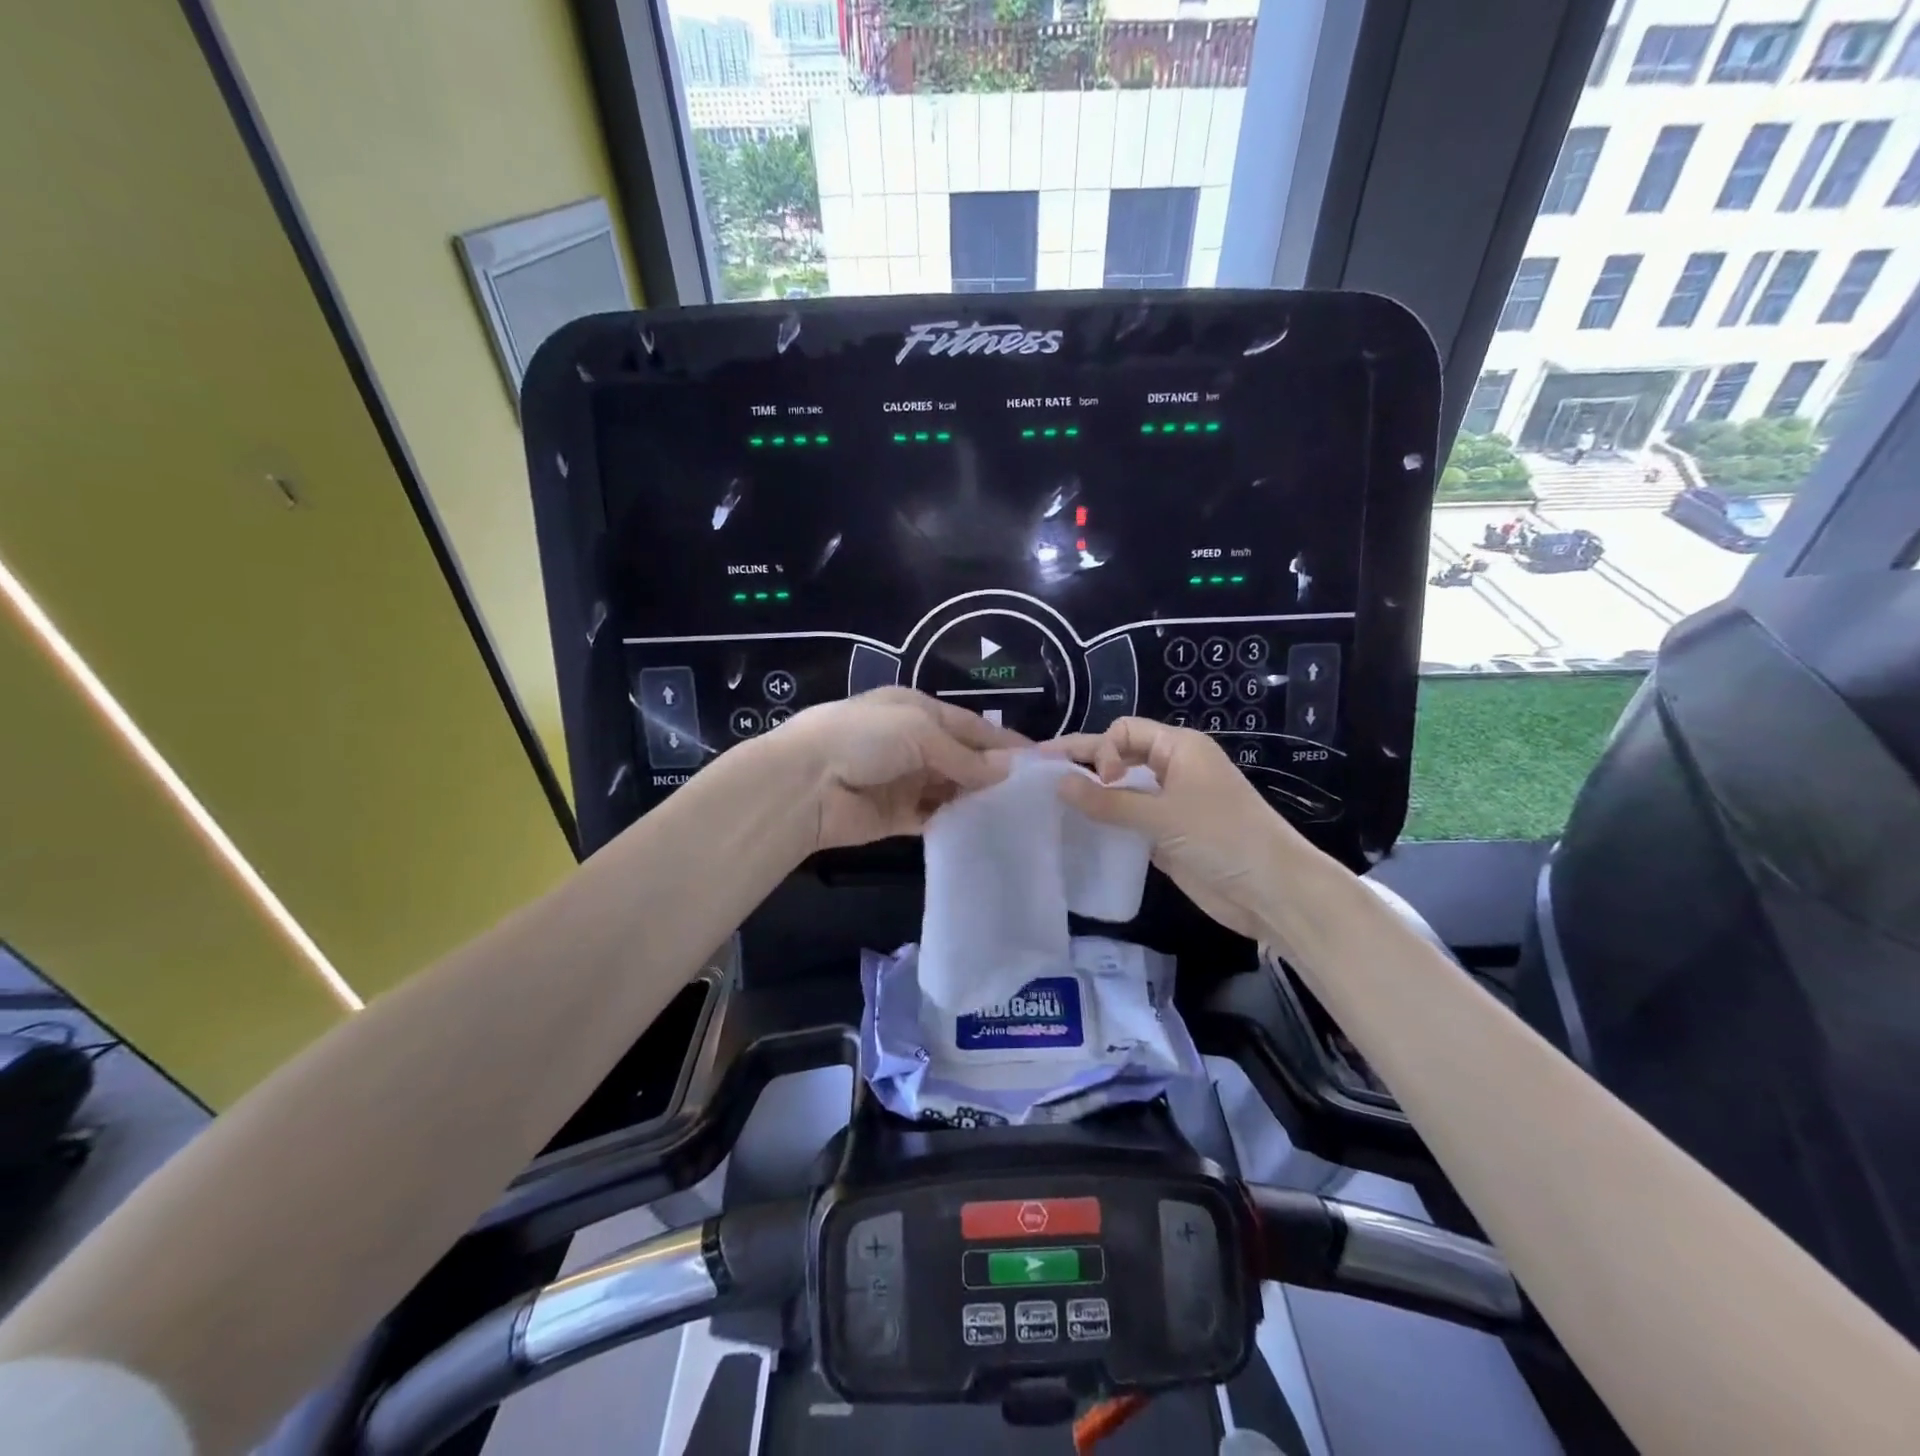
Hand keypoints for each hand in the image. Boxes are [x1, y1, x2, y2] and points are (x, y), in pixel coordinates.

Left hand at [760, 688, 1026, 850]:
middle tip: (1035, 795)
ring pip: (951, 790)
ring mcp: (904, 781)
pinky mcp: (896, 816)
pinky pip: (934, 818)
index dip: (1003, 741)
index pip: (970, 725)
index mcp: (917, 711)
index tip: (1040, 761)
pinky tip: (984, 831)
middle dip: (994, 773)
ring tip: (1018, 815)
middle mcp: (913, 743)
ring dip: (978, 799)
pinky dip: (956, 822)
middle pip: (963, 758)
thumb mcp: (918, 731)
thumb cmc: (863, 739)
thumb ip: (963, 755)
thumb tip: (1007, 772)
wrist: (804, 784)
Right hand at [1046, 717, 1301, 941]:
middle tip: (1038, 769)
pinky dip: (1104, 821)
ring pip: (1121, 789)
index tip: (1101, 781)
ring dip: (1091, 793)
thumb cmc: (1223, 838)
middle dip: (1083, 762)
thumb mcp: (1163, 816)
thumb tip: (1058, 783)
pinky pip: (1128, 819)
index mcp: (1179, 748)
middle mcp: (1172, 769)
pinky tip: (1077, 829)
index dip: (1103, 750)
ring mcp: (1169, 803)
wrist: (1270, 891)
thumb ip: (1109, 801)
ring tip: (1049, 801)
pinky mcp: (1166, 835)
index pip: (1124, 731)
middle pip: (1119, 756)